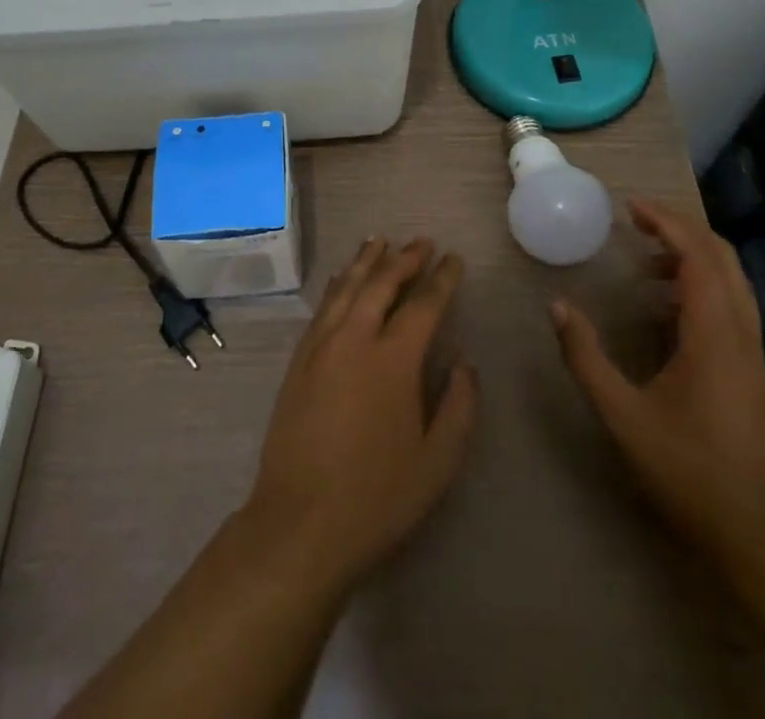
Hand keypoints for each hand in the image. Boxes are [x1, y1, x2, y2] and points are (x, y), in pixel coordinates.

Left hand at [238, 238, 478, 597]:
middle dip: (405, 259)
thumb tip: (465, 363)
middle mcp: (355, 339)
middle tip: (422, 241)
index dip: (442, 279)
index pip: (423, 304)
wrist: (299, 524)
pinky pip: (323, 306)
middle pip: (381, 283)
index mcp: (393, 360)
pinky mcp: (299, 360)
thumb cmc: (376, 498)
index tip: (454, 259)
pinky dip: (338, 284)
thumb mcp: (437, 463)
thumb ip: (458, 407)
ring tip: (381, 240)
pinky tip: (342, 277)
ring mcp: (321, 346)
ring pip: (347, 287)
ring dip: (367, 261)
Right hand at [552, 202, 764, 568]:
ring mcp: (753, 353)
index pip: (697, 256)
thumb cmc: (689, 472)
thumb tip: (557, 307)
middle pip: (722, 258)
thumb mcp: (624, 416)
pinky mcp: (753, 371)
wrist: (760, 536)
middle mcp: (740, 333)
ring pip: (733, 281)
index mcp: (713, 335)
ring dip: (693, 256)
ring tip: (647, 259)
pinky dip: (702, 284)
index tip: (631, 206)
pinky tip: (666, 307)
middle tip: (637, 222)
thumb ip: (586, 358)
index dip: (666, 222)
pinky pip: (732, 305)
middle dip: (681, 230)